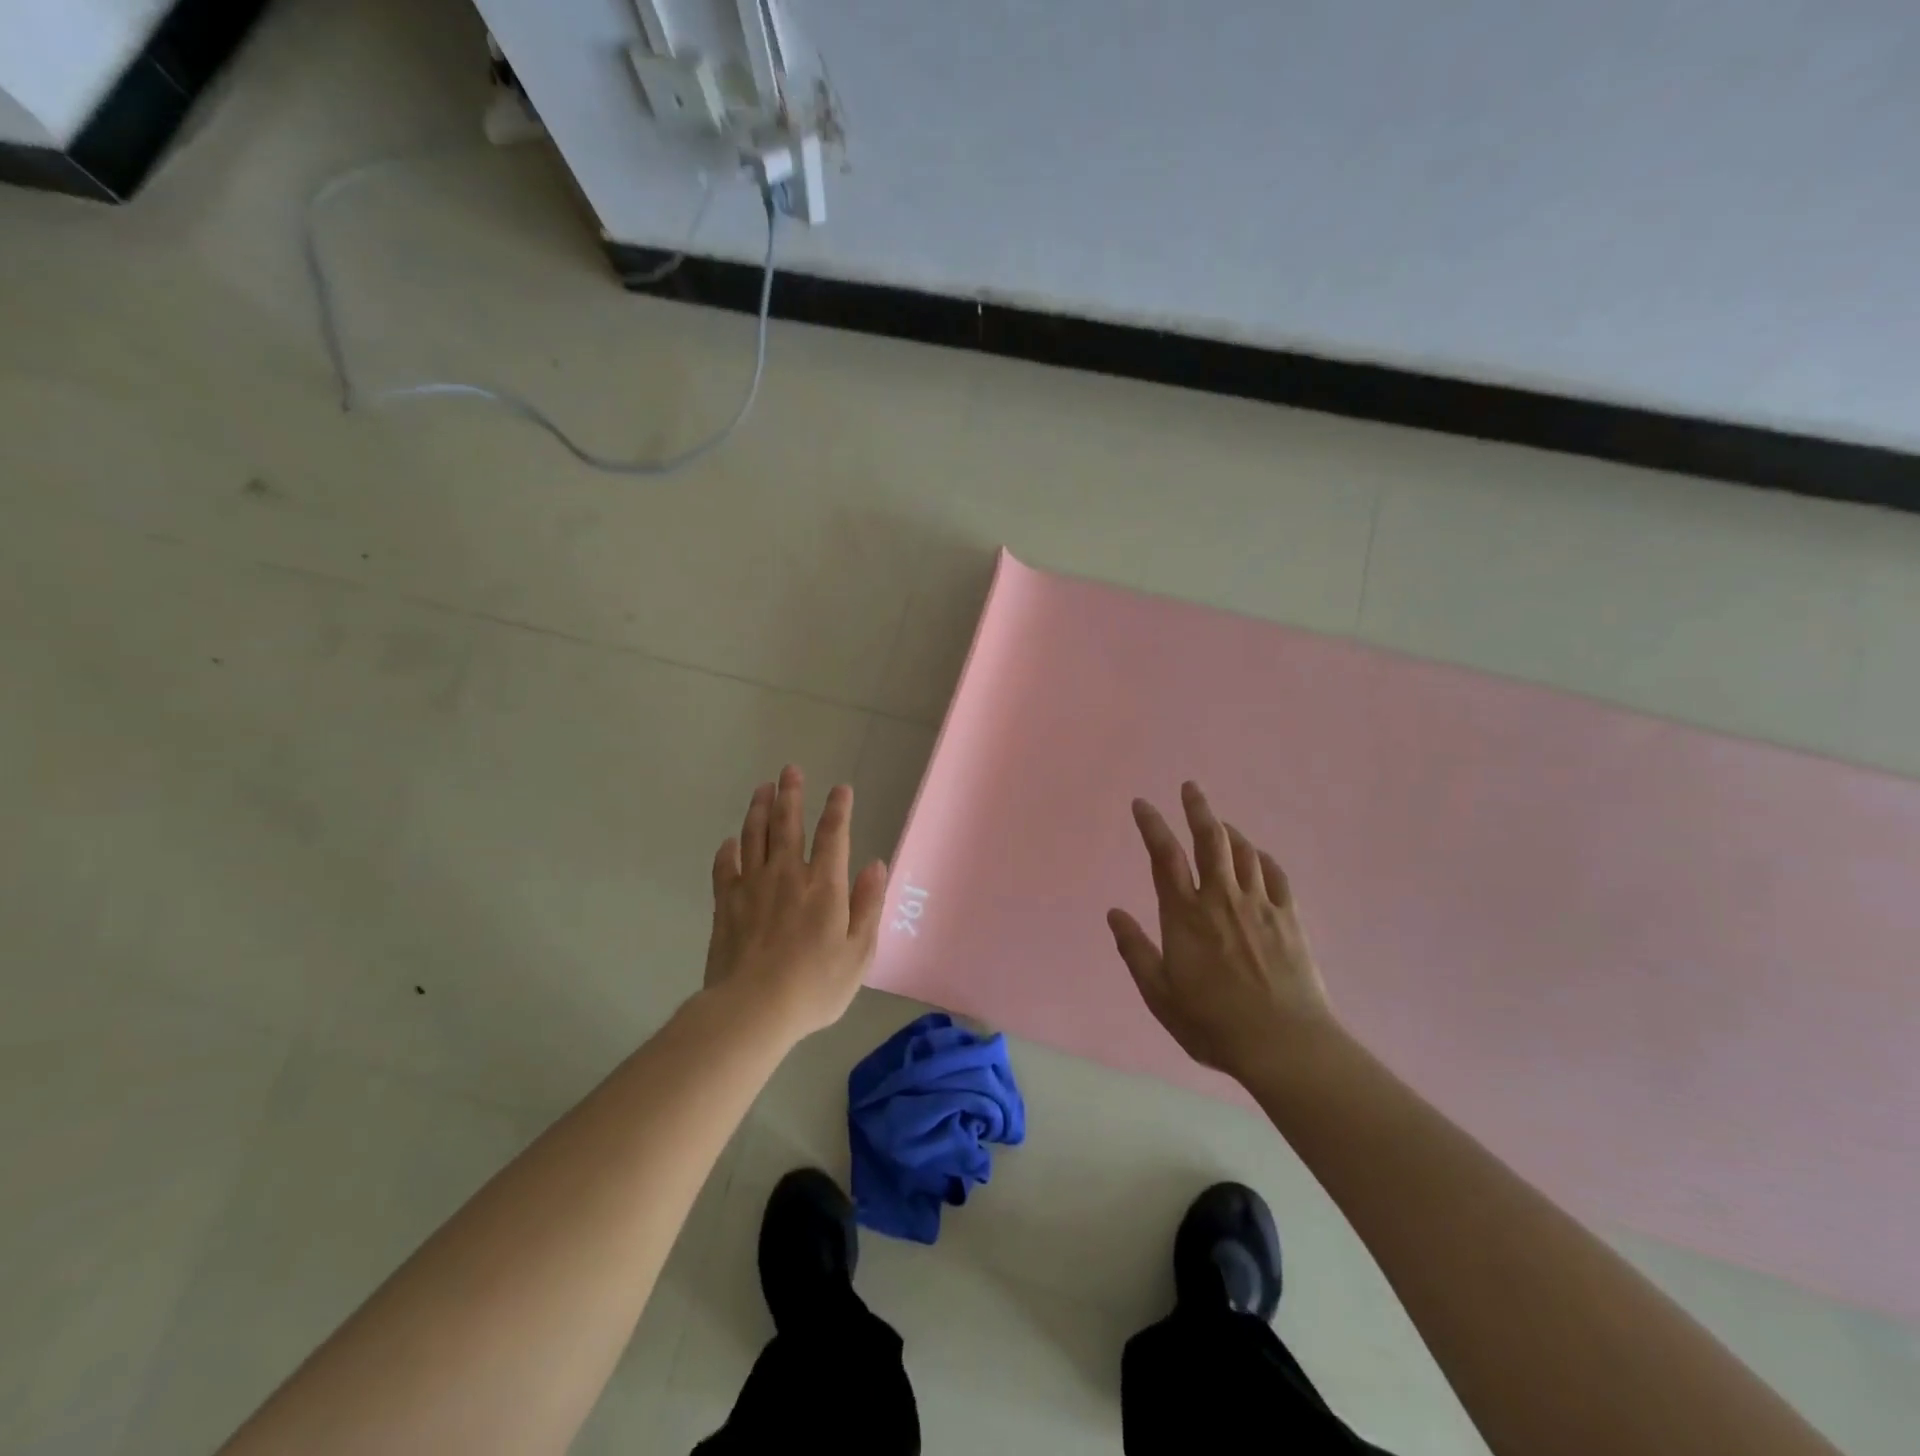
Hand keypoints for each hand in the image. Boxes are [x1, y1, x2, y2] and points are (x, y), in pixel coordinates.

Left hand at [704, 765, 888, 1039]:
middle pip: (788, 824)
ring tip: (763, 789)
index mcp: (824, 885)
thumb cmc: (814, 985)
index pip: (833, 835)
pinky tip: (730, 841)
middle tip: (790, 770)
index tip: (841, 789)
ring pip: (755, 836)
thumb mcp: (858, 952)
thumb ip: (868, 904)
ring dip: (760, 809)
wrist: (752, 1009)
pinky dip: (728, 850)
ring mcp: (752, 887)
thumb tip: (875, 865)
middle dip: (791, 794)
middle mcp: (787, 875)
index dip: (838, 809)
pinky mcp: (726, 904)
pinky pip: (725, 867)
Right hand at [1108, 781, 1335, 1084]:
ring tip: (1218, 822)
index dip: (1152, 825)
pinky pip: (1276, 875)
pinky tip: (1257, 856)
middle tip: (1191, 787)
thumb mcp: (1160, 994)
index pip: (1164, 857)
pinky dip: (1263, 858)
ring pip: (1243, 852)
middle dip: (1198, 809)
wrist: (1285, 1045)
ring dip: (1228, 831)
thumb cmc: (1213, 1023)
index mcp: (1185, 915)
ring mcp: (1260, 906)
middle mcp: (1221, 899)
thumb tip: (1114, 913)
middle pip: (1210, 840)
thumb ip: (1135, 950)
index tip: (1142, 804)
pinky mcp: (1290, 919)